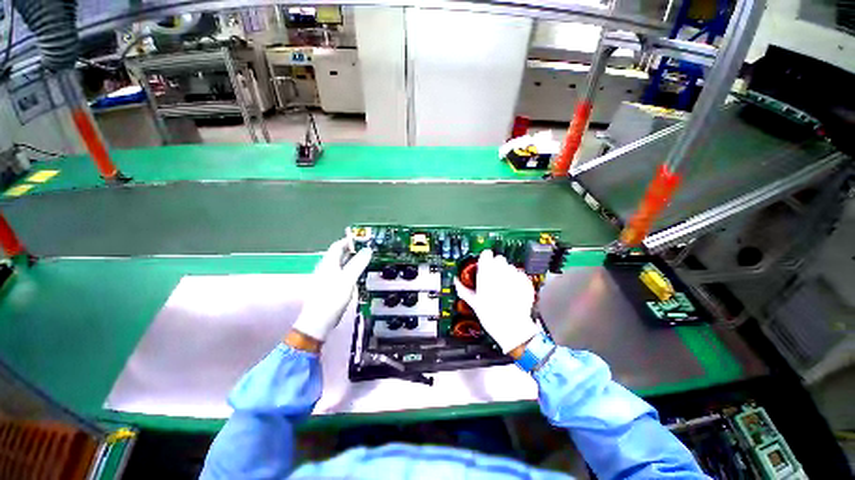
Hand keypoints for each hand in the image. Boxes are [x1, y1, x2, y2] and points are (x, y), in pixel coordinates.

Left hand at [291, 239, 371, 345]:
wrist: (318, 321)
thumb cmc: (332, 297)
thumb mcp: (348, 279)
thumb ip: (358, 263)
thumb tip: (368, 249)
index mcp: (328, 263)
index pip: (337, 246)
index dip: (348, 240)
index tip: (361, 238)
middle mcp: (325, 268)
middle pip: (338, 254)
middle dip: (352, 250)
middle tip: (367, 249)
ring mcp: (326, 279)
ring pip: (340, 264)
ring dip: (351, 260)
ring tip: (365, 260)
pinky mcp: (328, 288)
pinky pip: (340, 273)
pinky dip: (349, 270)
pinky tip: (357, 275)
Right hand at [454, 250, 539, 353]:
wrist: (512, 328)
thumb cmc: (492, 316)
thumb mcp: (474, 302)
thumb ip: (463, 289)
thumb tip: (457, 281)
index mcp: (486, 274)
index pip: (486, 254)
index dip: (485, 258)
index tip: (484, 262)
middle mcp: (501, 272)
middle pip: (499, 259)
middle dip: (496, 265)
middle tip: (493, 277)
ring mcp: (515, 277)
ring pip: (510, 266)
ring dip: (507, 273)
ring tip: (504, 286)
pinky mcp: (525, 282)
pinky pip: (520, 275)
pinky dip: (517, 280)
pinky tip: (513, 291)